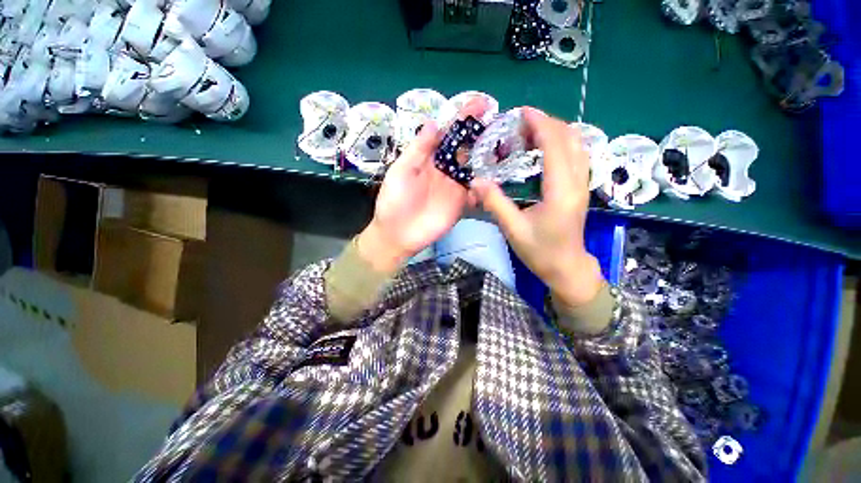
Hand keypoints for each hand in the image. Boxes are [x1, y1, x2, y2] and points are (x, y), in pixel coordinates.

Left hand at [356, 98, 487, 273]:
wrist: (397, 234)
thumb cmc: (394, 201)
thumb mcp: (401, 171)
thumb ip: (418, 149)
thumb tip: (434, 122)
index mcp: (429, 159)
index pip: (449, 134)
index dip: (463, 118)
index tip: (480, 103)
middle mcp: (445, 170)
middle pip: (466, 148)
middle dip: (482, 134)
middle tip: (501, 120)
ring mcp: (455, 188)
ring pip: (475, 168)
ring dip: (489, 158)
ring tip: (507, 144)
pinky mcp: (462, 205)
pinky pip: (477, 193)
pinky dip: (487, 186)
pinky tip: (499, 178)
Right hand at [471, 107, 604, 306]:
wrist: (567, 268)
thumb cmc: (540, 251)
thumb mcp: (513, 229)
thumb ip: (495, 203)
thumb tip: (476, 181)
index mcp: (560, 191)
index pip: (555, 146)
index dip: (540, 124)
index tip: (522, 112)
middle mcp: (576, 182)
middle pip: (570, 139)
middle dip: (548, 123)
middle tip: (522, 122)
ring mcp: (582, 185)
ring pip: (578, 145)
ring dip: (557, 131)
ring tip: (532, 131)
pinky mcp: (581, 189)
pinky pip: (578, 156)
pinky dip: (563, 143)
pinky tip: (546, 148)